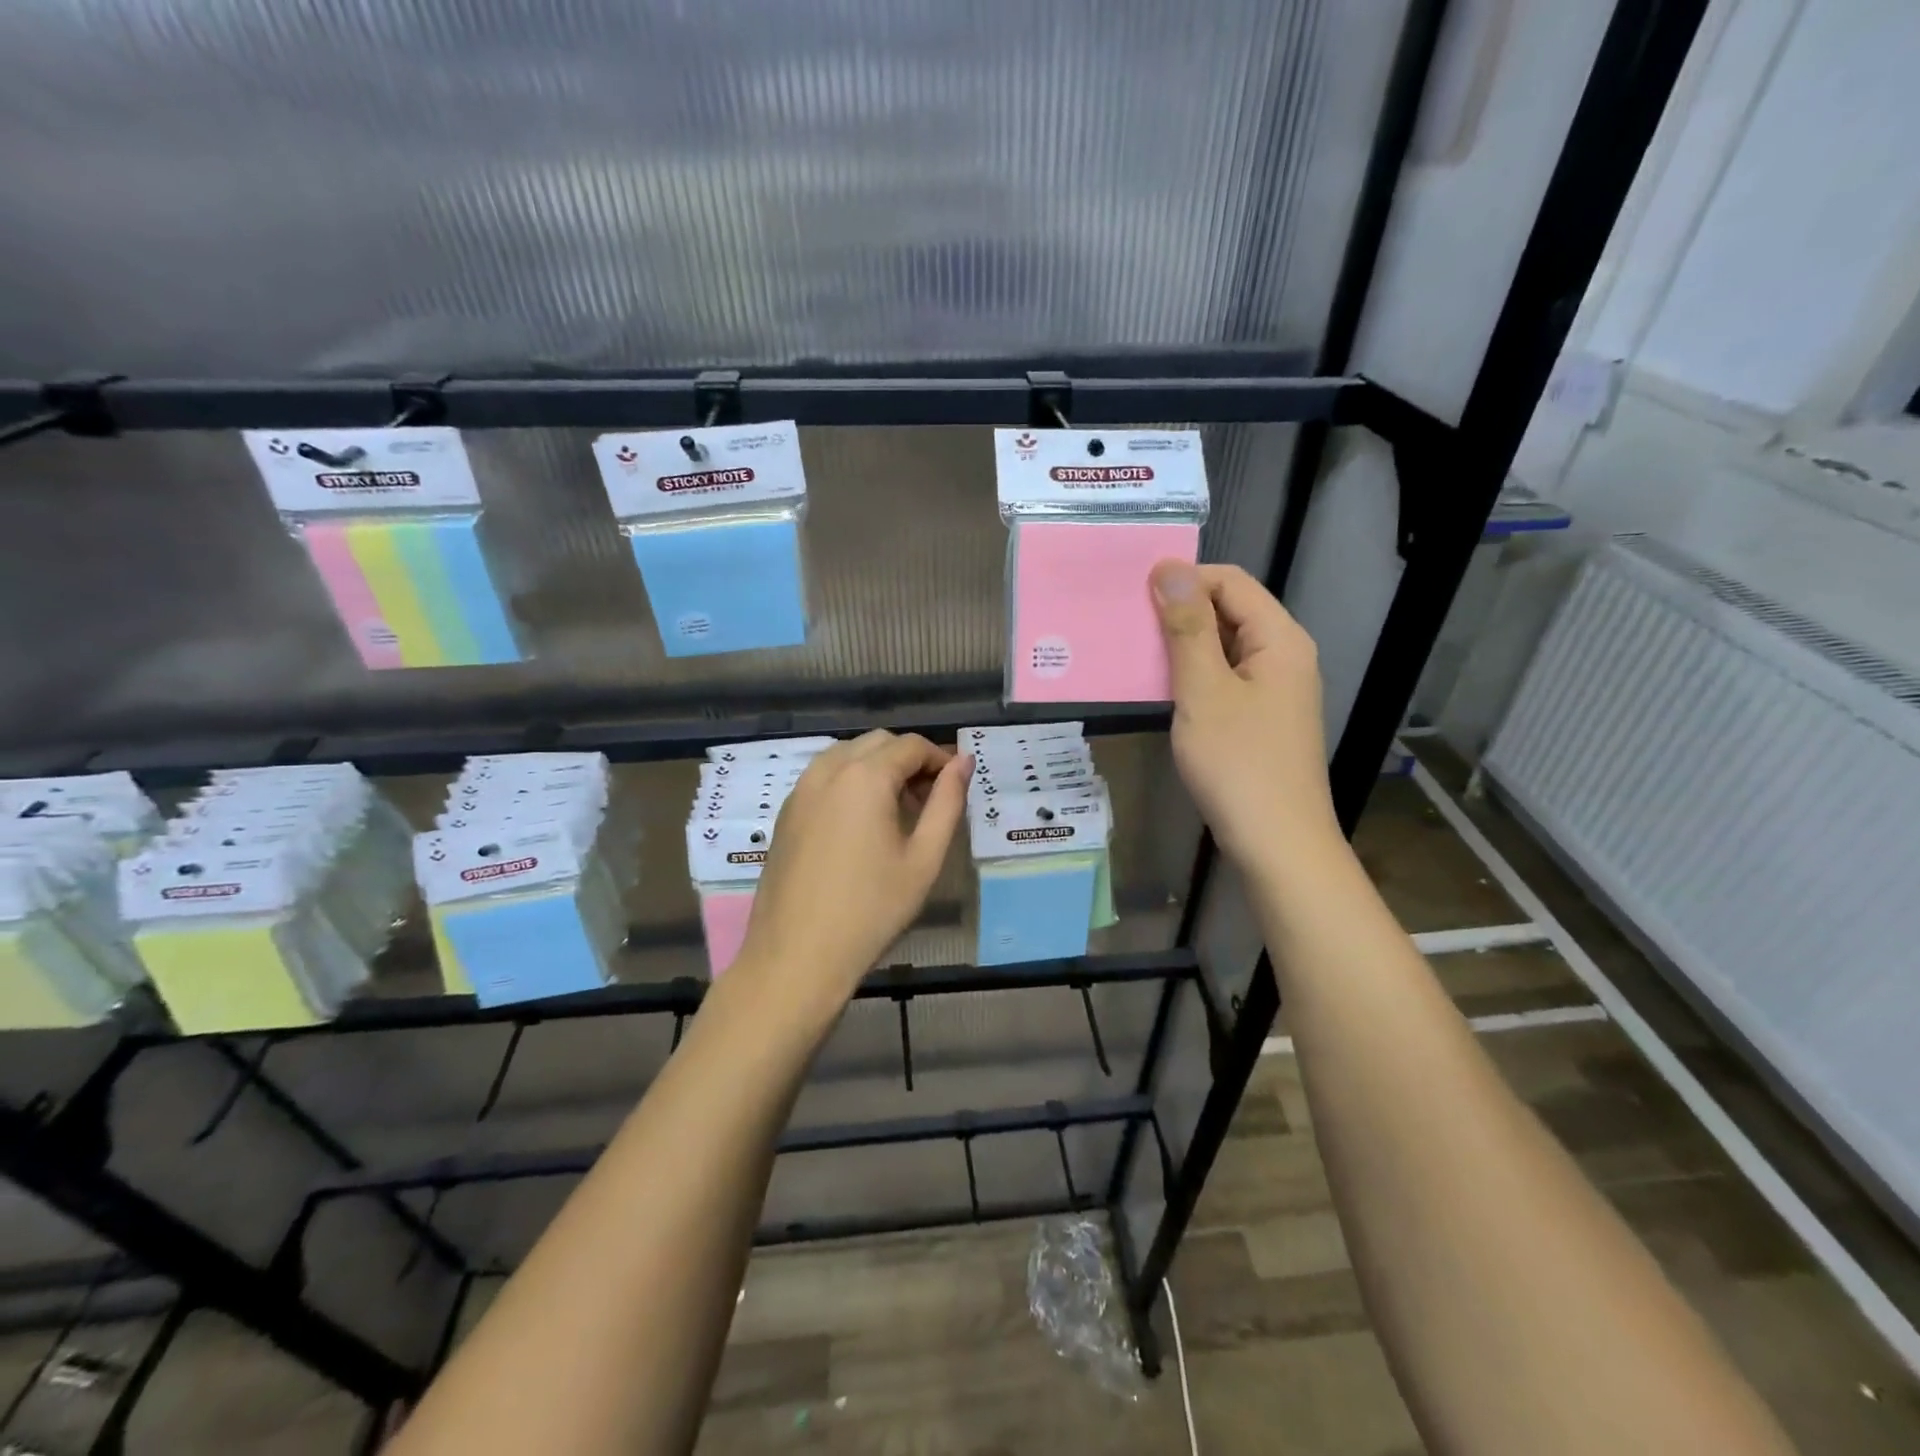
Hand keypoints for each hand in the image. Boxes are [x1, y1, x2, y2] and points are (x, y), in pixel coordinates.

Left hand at [733, 732, 970, 1014]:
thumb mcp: (924, 859)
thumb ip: (948, 803)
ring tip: (897, 812)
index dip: (940, 760)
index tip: (955, 789)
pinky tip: (861, 824)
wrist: (796, 956)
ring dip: (878, 768)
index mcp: (865, 776)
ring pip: (847, 754)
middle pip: (878, 742)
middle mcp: (828, 770)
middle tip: (929, 802)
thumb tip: (963, 762)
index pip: (911, 745)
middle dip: (909, 760)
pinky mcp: (786, 812)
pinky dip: (850, 782)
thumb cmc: (871, 910)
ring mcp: (801, 790)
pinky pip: (824, 777)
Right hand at [1150, 561, 1340, 875]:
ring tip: (1134, 651)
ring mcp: (1274, 690)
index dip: (1184, 579)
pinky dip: (1193, 676)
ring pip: (1224, 648)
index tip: (1133, 593)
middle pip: (1231, 611)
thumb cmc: (1238, 764)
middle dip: (1180, 611)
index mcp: (1280, 639)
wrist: (1277, 843)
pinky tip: (1160, 689)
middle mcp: (1284, 656)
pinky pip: (1224, 679)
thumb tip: (1169, 569)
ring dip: (1182, 645)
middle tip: (1127, 623)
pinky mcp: (1261, 719)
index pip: (1231, 582)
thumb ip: (1187, 628)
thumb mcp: (1204, 691)